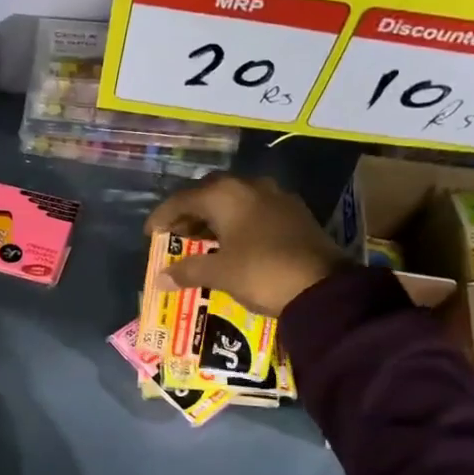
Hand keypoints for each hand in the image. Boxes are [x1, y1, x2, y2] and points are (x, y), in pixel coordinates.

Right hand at [144, 174, 344, 316]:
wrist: (323, 287)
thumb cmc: (261, 272)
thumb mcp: (220, 274)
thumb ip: (187, 271)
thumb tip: (160, 278)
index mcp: (226, 194)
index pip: (183, 199)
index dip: (163, 216)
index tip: (150, 233)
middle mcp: (250, 187)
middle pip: (210, 193)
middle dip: (190, 213)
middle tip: (176, 234)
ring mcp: (276, 198)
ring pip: (235, 200)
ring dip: (215, 217)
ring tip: (201, 241)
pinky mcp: (295, 214)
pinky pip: (255, 210)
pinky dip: (237, 222)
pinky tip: (233, 243)